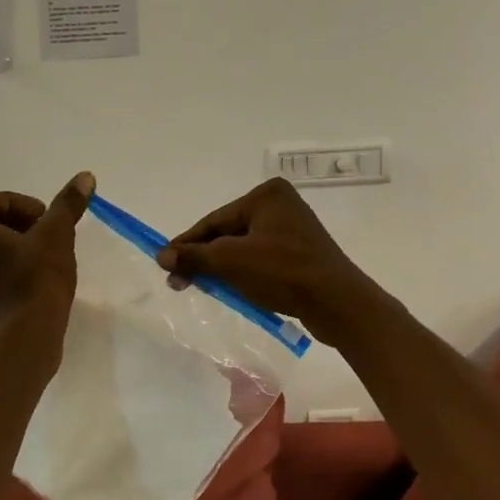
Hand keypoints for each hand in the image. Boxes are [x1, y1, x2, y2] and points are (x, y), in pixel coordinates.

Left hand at [0, 173, 94, 336]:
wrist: (26, 337)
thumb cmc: (37, 278)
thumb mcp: (57, 234)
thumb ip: (68, 204)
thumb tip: (85, 176)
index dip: (19, 202)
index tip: (44, 217)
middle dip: (19, 222)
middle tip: (48, 233)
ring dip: (16, 245)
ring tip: (46, 255)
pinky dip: (12, 267)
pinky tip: (38, 279)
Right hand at [157, 177, 381, 344]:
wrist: (338, 304)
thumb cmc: (283, 272)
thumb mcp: (231, 261)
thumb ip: (194, 256)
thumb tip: (161, 255)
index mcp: (266, 195)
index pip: (214, 220)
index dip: (186, 244)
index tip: (164, 263)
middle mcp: (281, 205)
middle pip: (228, 233)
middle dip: (204, 258)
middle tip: (179, 282)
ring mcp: (294, 230)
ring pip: (243, 248)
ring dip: (222, 268)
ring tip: (202, 288)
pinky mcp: (302, 254)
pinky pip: (262, 260)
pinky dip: (244, 273)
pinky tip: (232, 290)